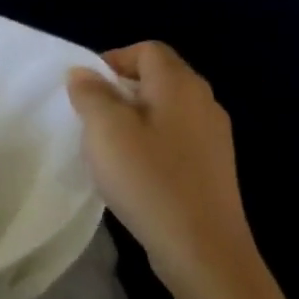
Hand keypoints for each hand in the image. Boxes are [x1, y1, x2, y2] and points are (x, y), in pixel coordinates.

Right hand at [67, 41, 273, 298]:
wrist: (202, 249)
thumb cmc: (148, 179)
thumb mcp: (105, 130)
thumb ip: (91, 94)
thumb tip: (84, 72)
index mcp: (179, 86)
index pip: (147, 50)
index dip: (114, 60)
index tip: (87, 90)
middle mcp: (204, 102)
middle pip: (160, 77)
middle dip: (122, 89)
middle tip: (94, 117)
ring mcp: (215, 137)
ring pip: (168, 109)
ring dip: (136, 117)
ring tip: (111, 146)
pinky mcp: (215, 168)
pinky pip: (177, 138)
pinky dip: (153, 142)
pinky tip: (136, 172)